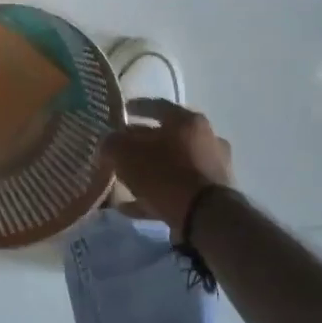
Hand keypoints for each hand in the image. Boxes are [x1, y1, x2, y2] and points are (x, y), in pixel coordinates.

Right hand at [102, 98, 234, 231]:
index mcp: (187, 121)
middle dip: (141, 144)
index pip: (157, 106)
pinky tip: (132, 207)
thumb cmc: (165, 174)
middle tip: (120, 151)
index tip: (120, 113)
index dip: (135, 108)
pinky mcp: (213, 194)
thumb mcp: (126, 154)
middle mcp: (206, 138)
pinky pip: (177, 189)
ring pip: (172, 164)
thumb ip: (112, 143)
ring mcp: (212, 167)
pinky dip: (155, 195)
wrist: (205, 217)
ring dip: (149, 172)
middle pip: (166, 137)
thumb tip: (108, 143)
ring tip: (123, 183)